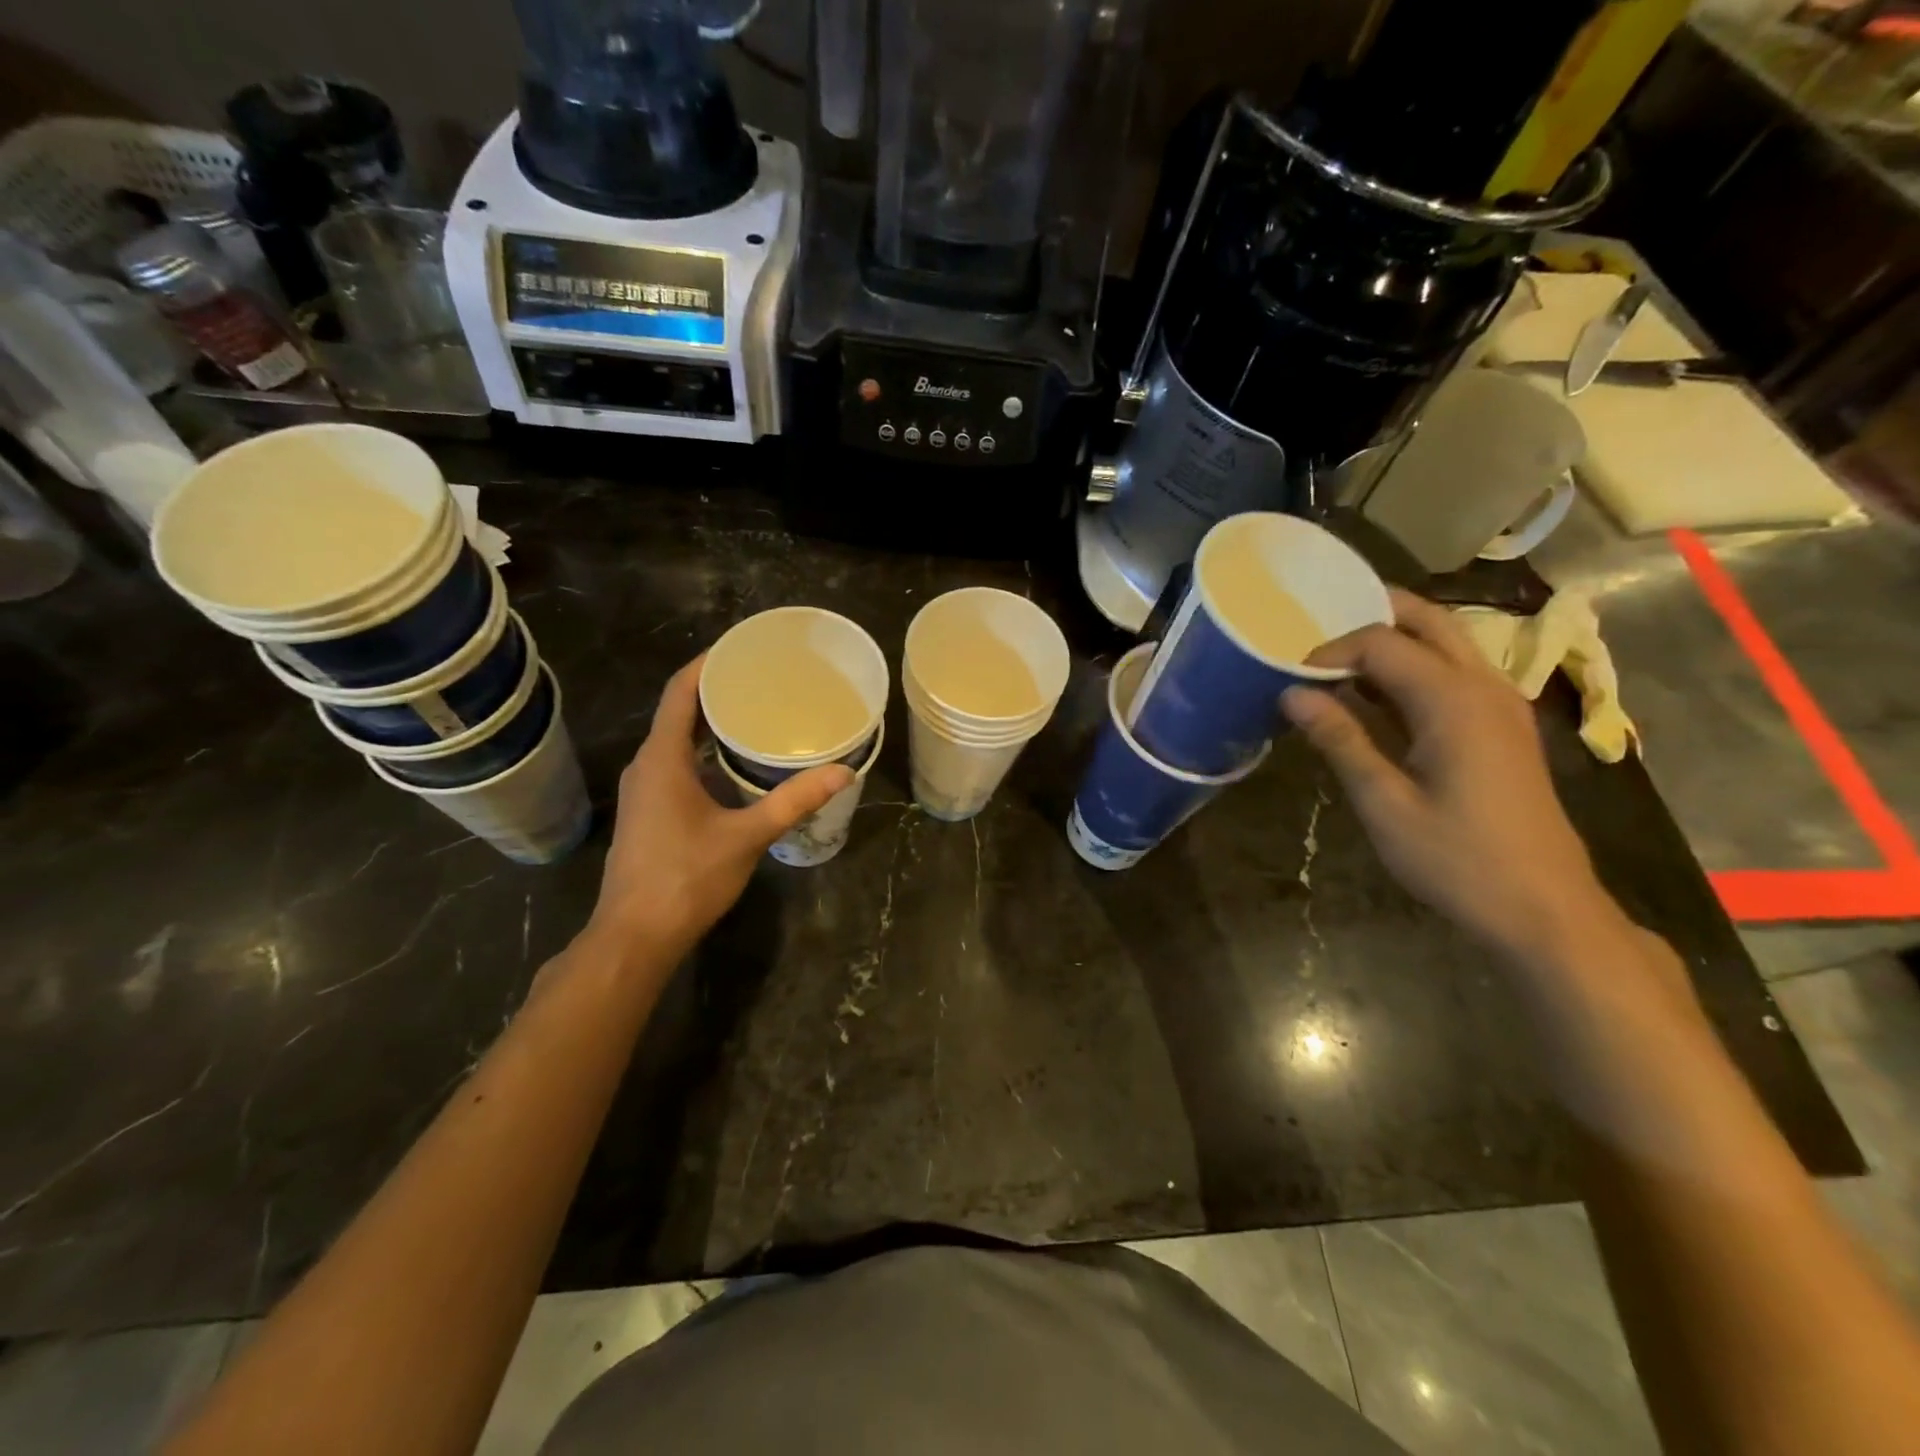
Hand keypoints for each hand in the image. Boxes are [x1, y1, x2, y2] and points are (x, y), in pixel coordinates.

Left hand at [585, 656, 853, 960]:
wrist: (636, 936)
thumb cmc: (686, 878)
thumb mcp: (747, 836)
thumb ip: (793, 801)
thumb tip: (842, 772)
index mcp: (663, 759)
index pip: (679, 693)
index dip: (707, 664)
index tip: (740, 647)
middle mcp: (647, 766)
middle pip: (678, 712)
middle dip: (716, 691)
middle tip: (761, 679)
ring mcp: (645, 791)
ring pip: (677, 742)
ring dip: (710, 724)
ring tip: (756, 714)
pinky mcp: (649, 812)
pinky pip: (677, 765)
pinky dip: (705, 753)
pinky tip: (736, 764)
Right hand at [1282, 590, 1621, 963]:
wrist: (1545, 909)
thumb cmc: (1457, 859)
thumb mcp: (1385, 803)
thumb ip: (1341, 739)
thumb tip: (1292, 694)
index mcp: (1453, 700)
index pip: (1381, 643)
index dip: (1329, 651)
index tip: (1290, 678)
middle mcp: (1484, 686)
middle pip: (1426, 620)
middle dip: (1369, 615)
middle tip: (1315, 634)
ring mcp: (1500, 703)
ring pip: (1445, 641)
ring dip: (1392, 640)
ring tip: (1337, 664)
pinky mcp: (1502, 726)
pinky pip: (1453, 672)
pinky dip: (1412, 667)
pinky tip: (1375, 698)